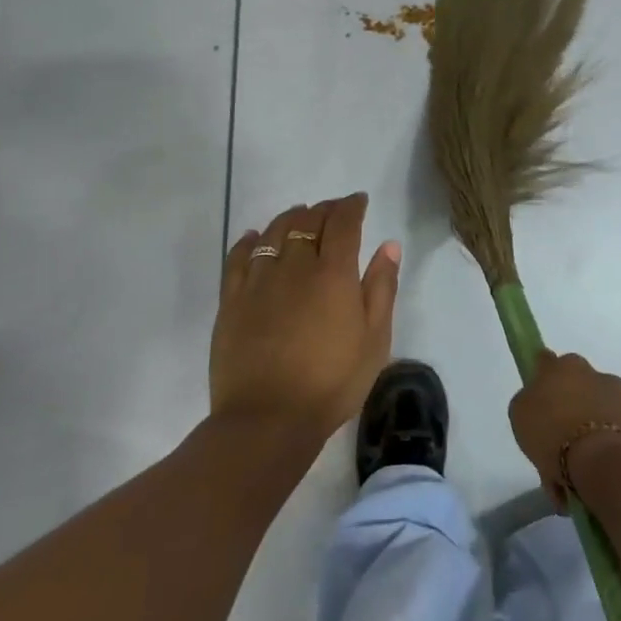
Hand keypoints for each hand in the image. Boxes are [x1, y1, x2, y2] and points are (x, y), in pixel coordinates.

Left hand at [211, 195, 400, 441]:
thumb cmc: (332, 382)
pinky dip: (249, 241)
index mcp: (334, 274)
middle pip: (307, 221)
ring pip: (273, 232)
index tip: (359, 201)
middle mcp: (295, 266)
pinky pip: (238, 257)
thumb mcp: (374, 340)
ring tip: (300, 215)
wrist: (268, 420)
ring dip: (289, 218)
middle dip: (323, 209)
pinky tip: (254, 237)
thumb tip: (388, 245)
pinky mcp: (232, 300)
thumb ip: (382, 288)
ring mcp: (258, 281)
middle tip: (334, 210)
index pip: (343, 223)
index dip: (351, 206)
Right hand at [508, 349, 620, 502]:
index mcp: (564, 364)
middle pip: (574, 389)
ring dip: (583, 436)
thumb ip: (529, 400)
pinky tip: (584, 481)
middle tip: (552, 443)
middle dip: (566, 410)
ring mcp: (619, 398)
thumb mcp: (519, 413)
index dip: (540, 380)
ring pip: (593, 414)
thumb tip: (540, 402)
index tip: (536, 402)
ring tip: (568, 474)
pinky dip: (598, 454)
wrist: (602, 461)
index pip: (546, 363)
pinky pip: (608, 437)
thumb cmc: (551, 430)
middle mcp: (593, 373)